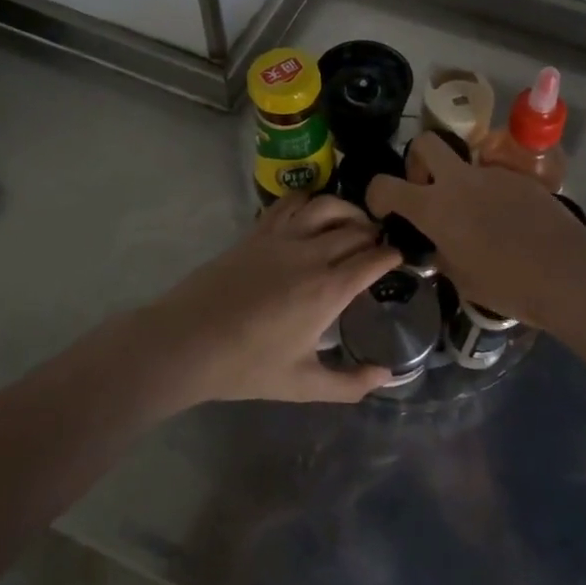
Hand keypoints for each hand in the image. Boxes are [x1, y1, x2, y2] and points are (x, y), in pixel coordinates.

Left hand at [130, 194, 399, 405]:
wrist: (186, 343)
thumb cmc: (246, 366)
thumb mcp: (302, 385)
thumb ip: (349, 384)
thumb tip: (385, 376)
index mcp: (327, 291)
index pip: (373, 259)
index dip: (391, 256)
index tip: (399, 260)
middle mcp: (310, 255)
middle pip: (355, 229)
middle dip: (374, 234)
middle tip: (378, 245)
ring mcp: (281, 238)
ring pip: (326, 205)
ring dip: (347, 210)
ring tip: (352, 222)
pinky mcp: (257, 232)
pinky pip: (290, 202)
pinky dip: (309, 200)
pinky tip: (312, 213)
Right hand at [366, 133, 585, 326]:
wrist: (566, 272)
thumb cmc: (507, 284)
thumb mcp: (460, 278)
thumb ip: (441, 254)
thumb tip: (440, 245)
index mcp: (434, 207)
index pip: (386, 185)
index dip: (376, 194)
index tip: (383, 208)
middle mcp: (459, 181)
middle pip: (425, 143)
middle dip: (417, 160)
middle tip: (427, 190)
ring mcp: (492, 175)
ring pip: (464, 163)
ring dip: (459, 181)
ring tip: (476, 217)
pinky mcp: (520, 178)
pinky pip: (493, 179)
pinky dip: (490, 194)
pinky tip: (507, 223)